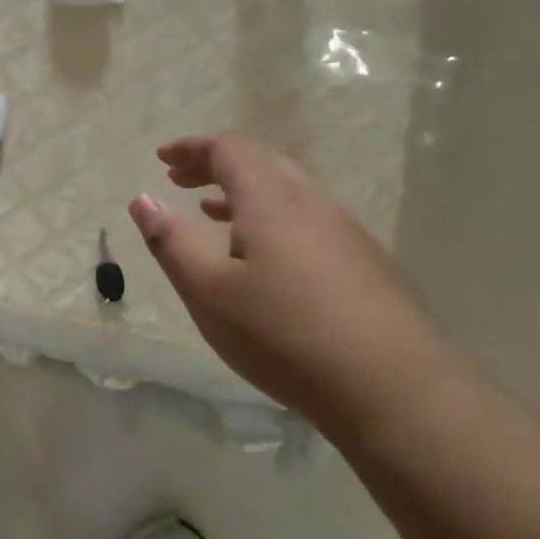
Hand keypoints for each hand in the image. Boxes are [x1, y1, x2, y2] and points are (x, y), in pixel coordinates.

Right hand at [129, 134, 455, 426]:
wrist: (397, 390)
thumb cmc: (284, 334)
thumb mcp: (208, 291)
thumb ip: (171, 242)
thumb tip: (143, 199)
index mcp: (271, 200)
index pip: (229, 149)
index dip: (192, 147)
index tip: (161, 159)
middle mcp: (312, 203)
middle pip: (261, 162)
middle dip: (215, 164)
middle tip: (179, 180)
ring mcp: (345, 232)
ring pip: (287, 191)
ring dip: (242, 192)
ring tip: (210, 211)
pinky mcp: (364, 263)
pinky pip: (306, 219)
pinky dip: (269, 217)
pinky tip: (261, 256)